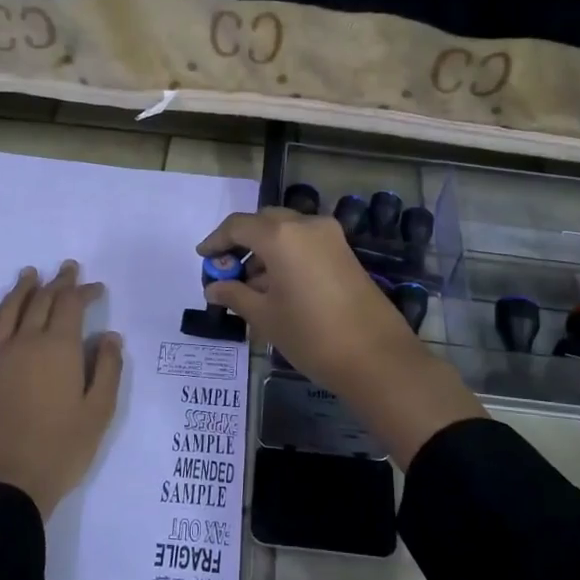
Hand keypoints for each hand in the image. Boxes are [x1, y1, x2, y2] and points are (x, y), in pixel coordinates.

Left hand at [0, 262, 123, 518]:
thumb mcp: (99, 412)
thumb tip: (110, 336)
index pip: (71, 306)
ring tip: (28, 275)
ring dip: (20, 290)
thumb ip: (107, 369)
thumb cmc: (60, 450)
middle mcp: (24, 344)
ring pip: (6, 313)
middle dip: (57, 283)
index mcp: (59, 349)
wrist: (4, 486)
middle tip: (66, 269)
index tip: (96, 288)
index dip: (84, 291)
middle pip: (40, 302)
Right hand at [196, 209, 481, 463]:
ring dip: (265, 252)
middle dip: (242, 243)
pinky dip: (287, 257)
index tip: (203, 258)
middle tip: (226, 271)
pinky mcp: (345, 253)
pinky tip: (277, 288)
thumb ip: (235, 295)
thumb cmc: (311, 335)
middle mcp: (307, 225)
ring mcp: (331, 237)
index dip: (216, 241)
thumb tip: (214, 287)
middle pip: (265, 223)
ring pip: (287, 232)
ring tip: (249, 288)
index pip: (238, 226)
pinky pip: (306, 244)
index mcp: (281, 235)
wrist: (376, 357)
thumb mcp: (265, 316)